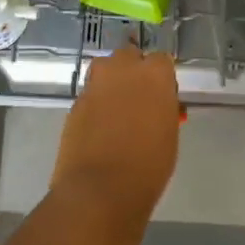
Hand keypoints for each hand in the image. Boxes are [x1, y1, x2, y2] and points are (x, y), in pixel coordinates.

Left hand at [51, 46, 180, 222]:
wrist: (101, 188)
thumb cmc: (149, 165)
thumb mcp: (169, 134)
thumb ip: (163, 109)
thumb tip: (156, 106)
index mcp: (154, 74)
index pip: (161, 60)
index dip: (161, 78)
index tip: (163, 96)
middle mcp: (122, 69)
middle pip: (129, 56)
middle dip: (134, 71)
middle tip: (140, 98)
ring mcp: (94, 84)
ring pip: (105, 70)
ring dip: (112, 81)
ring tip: (118, 109)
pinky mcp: (75, 102)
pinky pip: (90, 93)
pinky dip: (97, 102)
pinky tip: (100, 126)